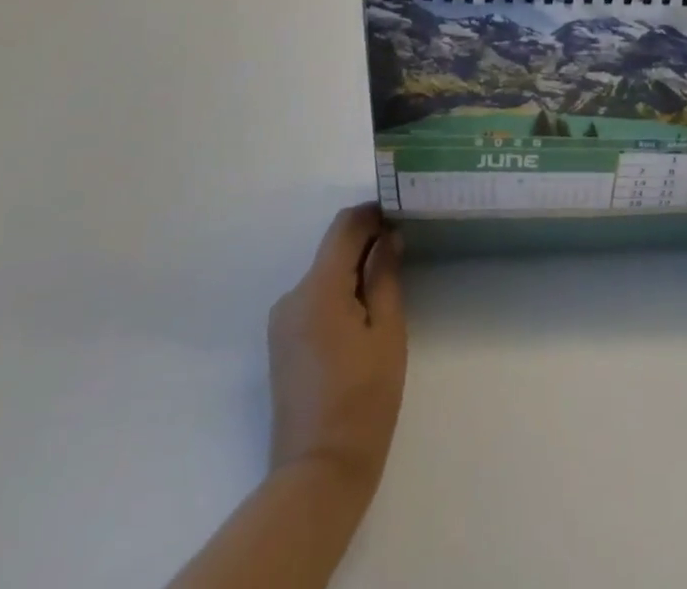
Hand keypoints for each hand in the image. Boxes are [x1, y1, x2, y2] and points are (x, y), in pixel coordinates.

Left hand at [268, 203, 406, 493]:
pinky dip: (339, 294)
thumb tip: (387, 237)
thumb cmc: (364, 399)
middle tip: (404, 252)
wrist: (318, 474)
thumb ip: (385, 276)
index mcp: (318, 289)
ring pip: (324, 275)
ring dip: (354, 271)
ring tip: (388, 287)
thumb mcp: (387, 332)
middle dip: (367, 244)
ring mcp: (282, 322)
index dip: (373, 213)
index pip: (344, 226)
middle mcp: (292, 297)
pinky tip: (363, 315)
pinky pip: (314, 300)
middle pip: (333, 250)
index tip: (402, 215)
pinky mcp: (282, 344)